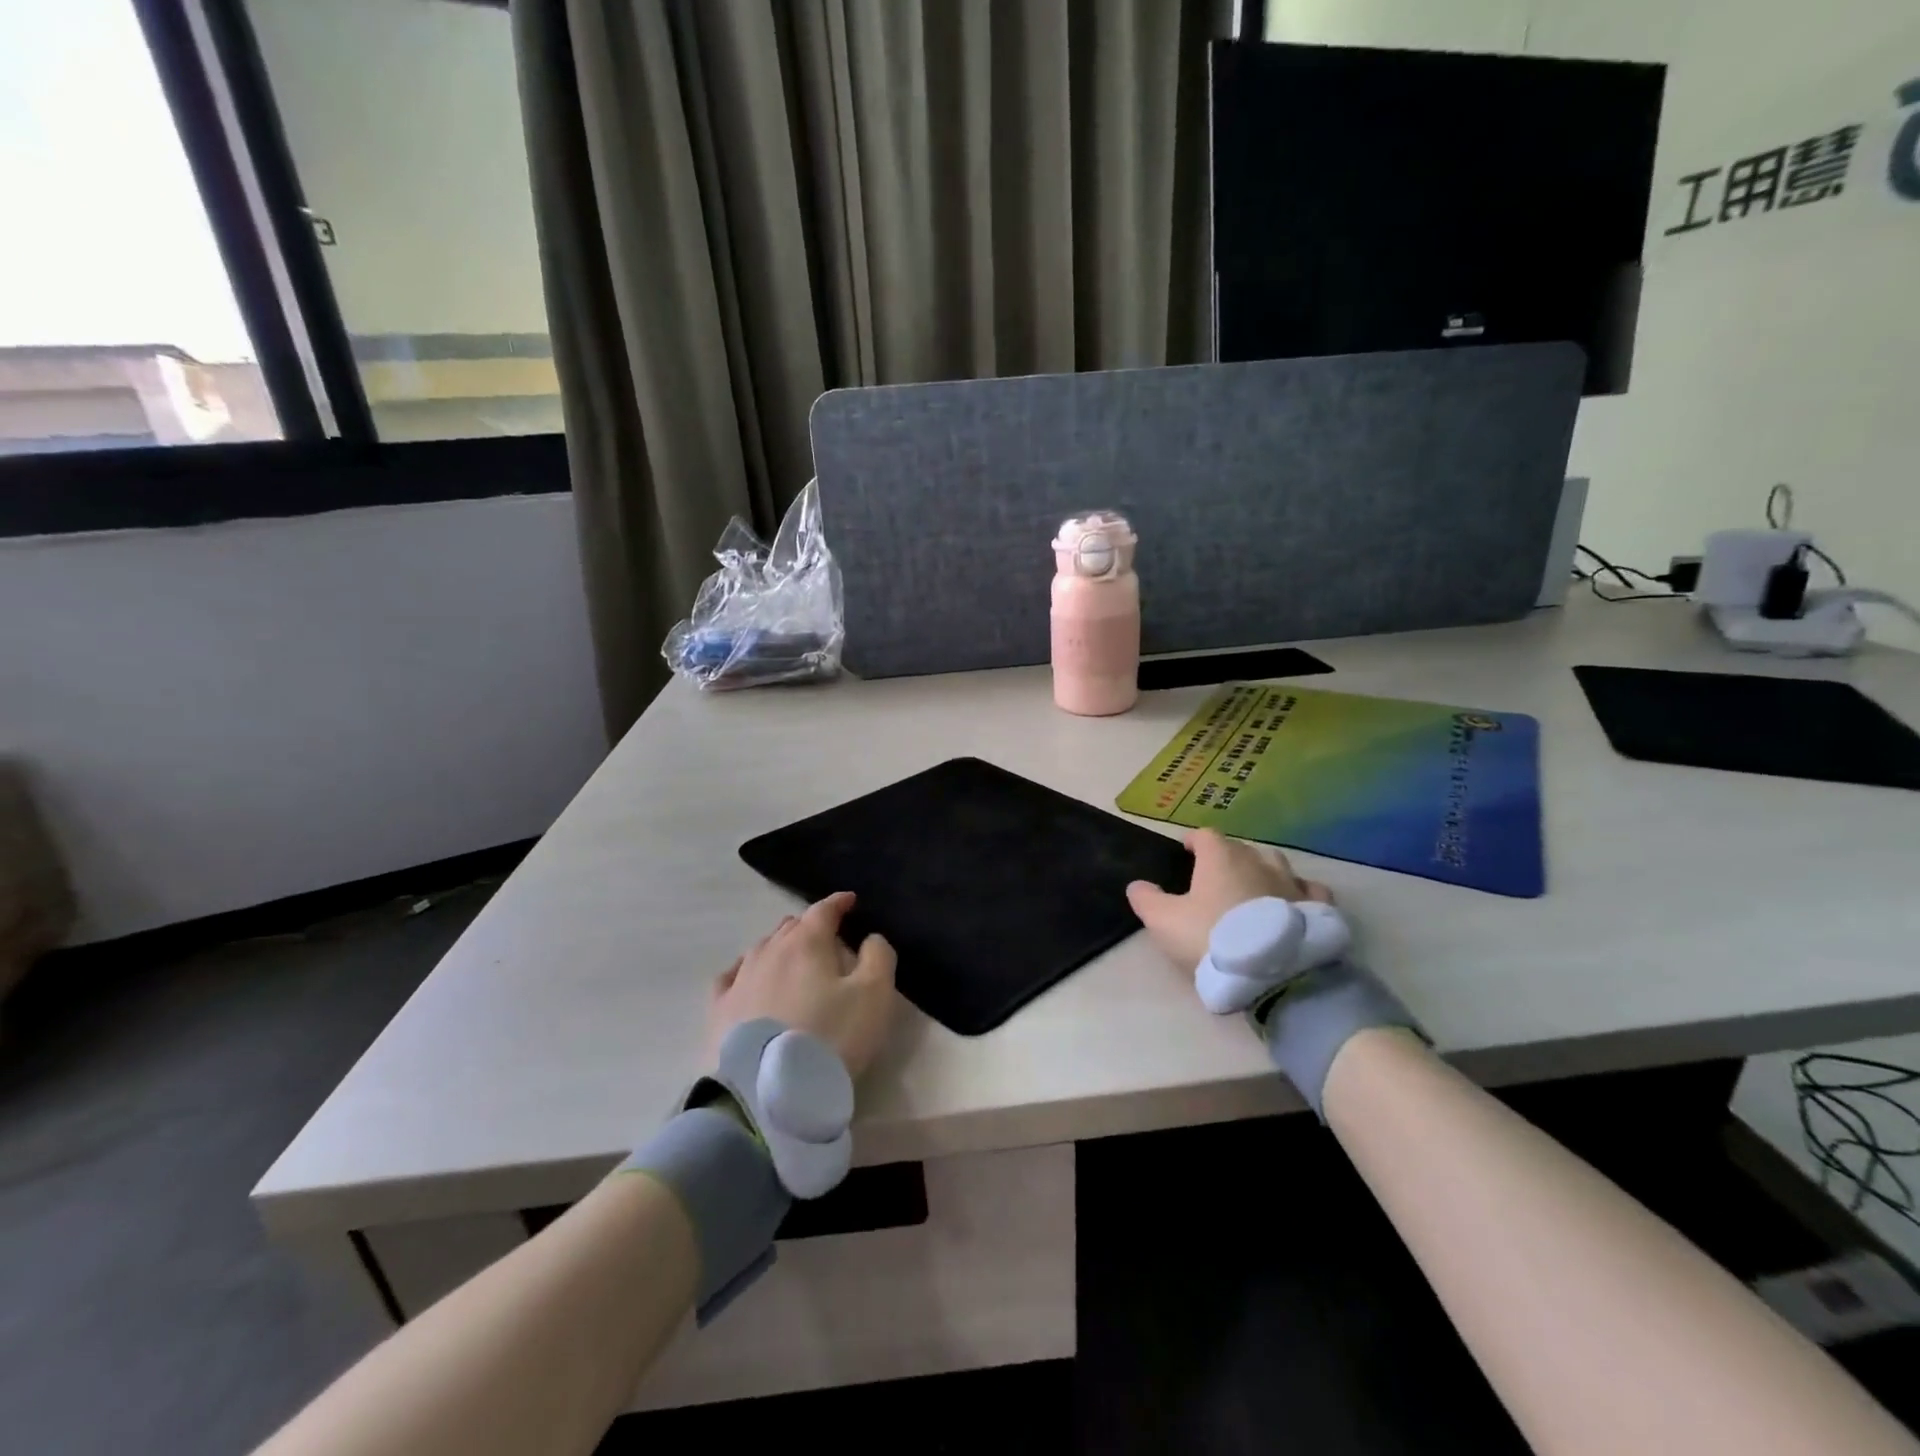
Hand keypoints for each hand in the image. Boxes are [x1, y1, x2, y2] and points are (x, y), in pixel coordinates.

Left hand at [707, 892, 897, 1078]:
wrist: (767, 1096)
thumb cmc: (830, 1039)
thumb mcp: (874, 996)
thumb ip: (878, 957)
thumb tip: (869, 938)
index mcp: (806, 943)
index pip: (823, 910)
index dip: (839, 903)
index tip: (850, 901)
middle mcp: (768, 952)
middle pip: (791, 926)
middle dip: (811, 925)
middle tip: (828, 937)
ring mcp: (739, 980)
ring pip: (762, 948)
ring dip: (781, 945)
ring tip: (794, 955)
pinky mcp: (719, 1011)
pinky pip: (732, 977)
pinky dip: (747, 969)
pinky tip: (747, 975)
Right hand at [1125, 828, 1332, 970]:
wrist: (1272, 974)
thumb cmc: (1211, 938)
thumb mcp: (1165, 922)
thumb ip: (1147, 900)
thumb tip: (1137, 885)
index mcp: (1221, 858)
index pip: (1206, 835)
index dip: (1194, 841)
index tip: (1186, 852)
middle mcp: (1258, 861)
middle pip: (1240, 848)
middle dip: (1227, 857)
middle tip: (1215, 878)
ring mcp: (1291, 882)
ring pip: (1274, 864)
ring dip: (1261, 870)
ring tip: (1252, 889)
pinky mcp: (1316, 907)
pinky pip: (1308, 889)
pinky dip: (1297, 892)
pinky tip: (1292, 903)